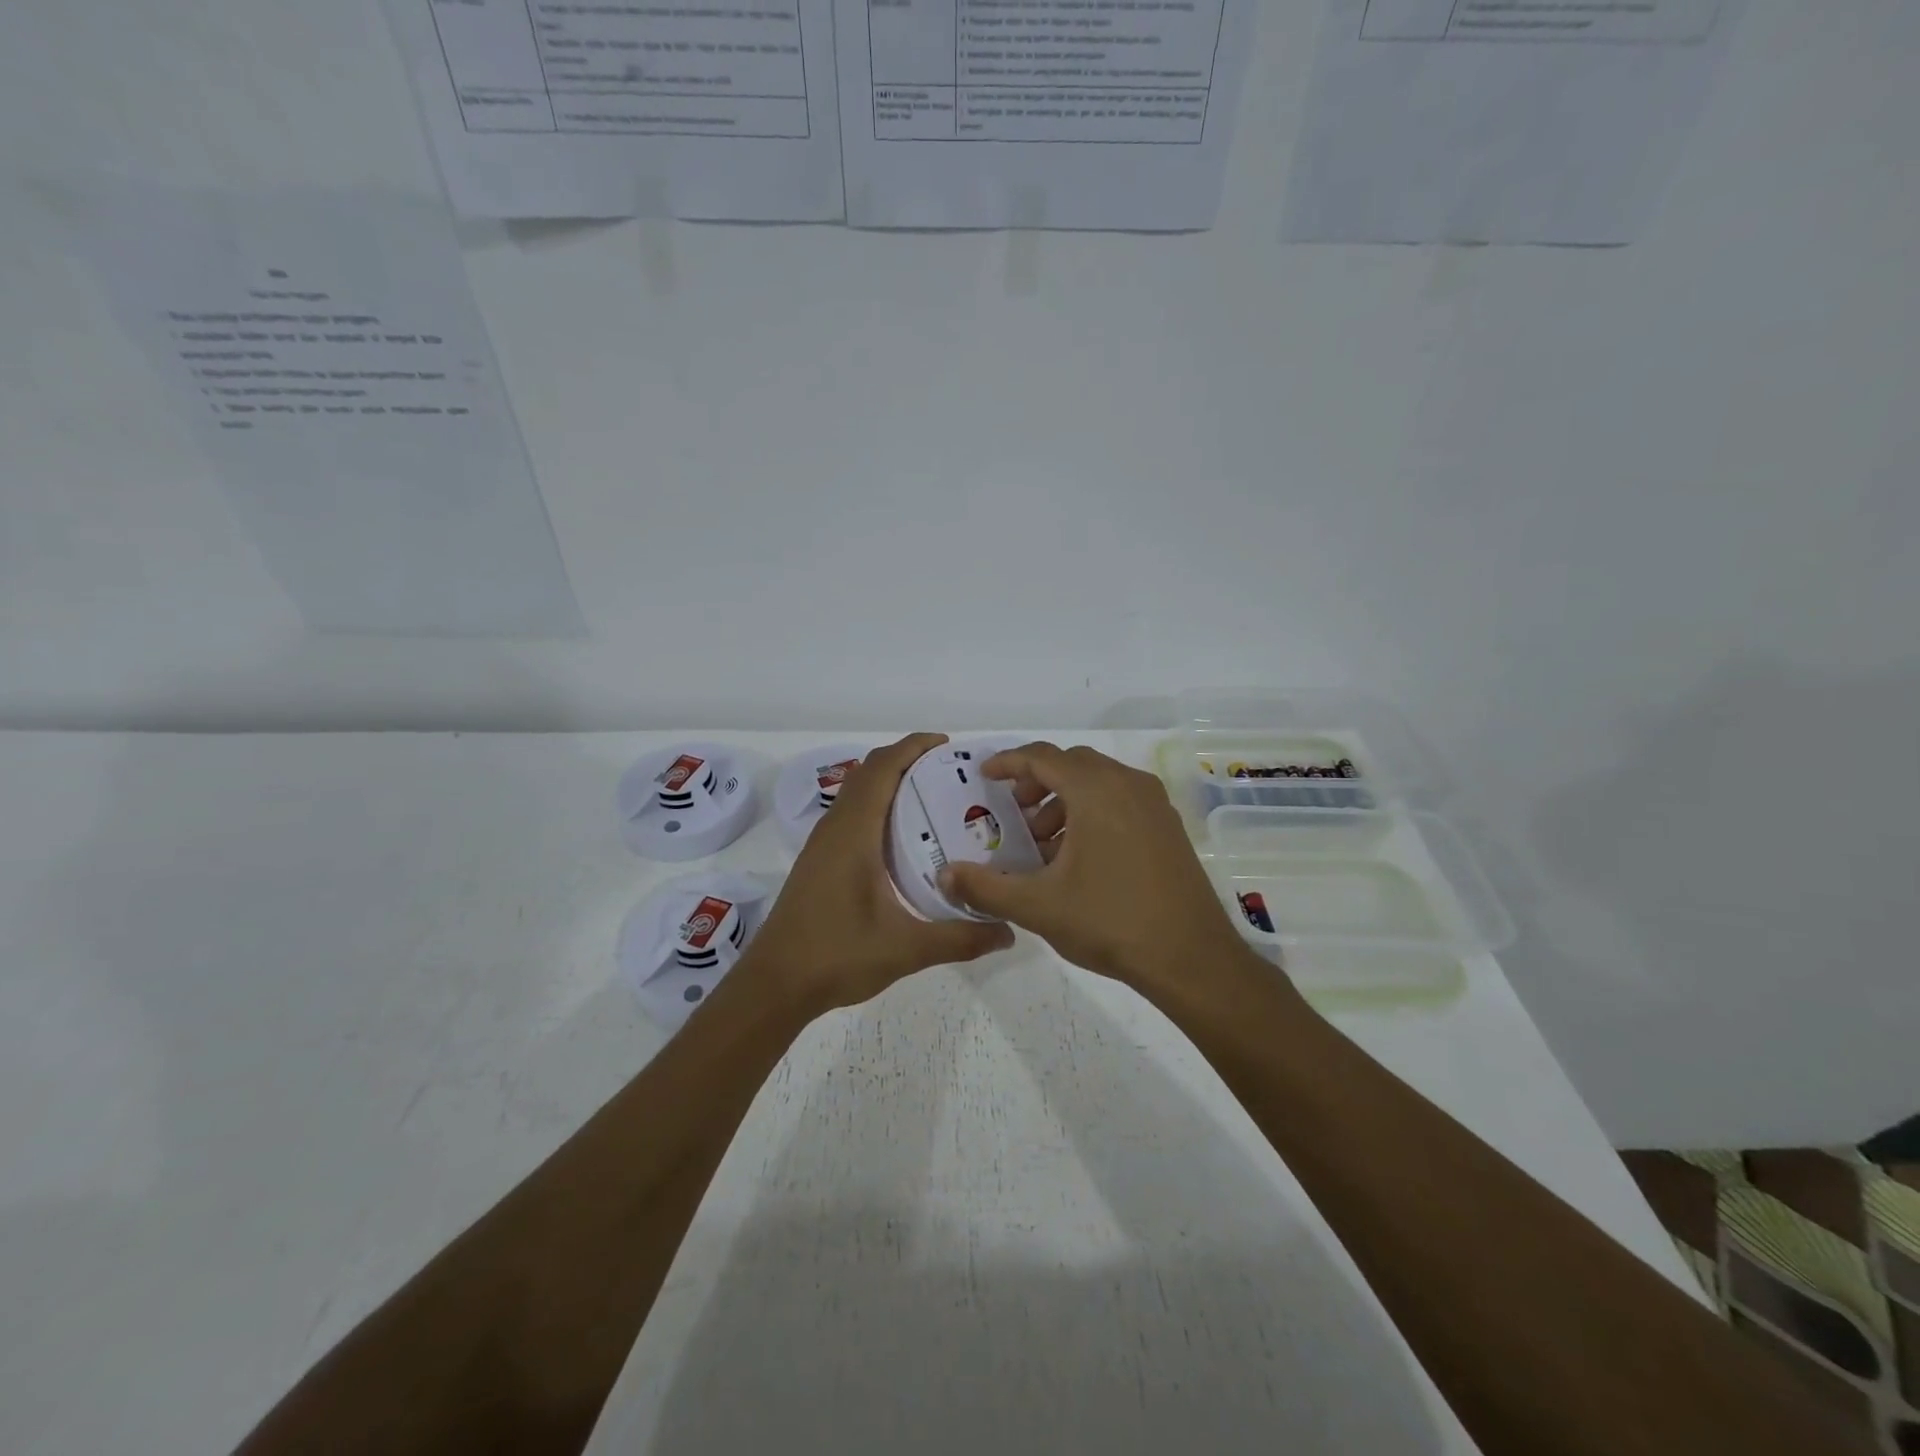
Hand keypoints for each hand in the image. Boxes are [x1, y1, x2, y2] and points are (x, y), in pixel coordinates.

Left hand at [740, 733, 1013, 1014]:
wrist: (775, 984)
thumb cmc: (836, 956)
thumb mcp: (907, 949)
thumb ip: (960, 938)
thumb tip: (1008, 932)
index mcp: (854, 833)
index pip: (882, 769)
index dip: (913, 747)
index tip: (948, 745)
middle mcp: (835, 828)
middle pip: (869, 772)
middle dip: (907, 761)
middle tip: (950, 772)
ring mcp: (823, 844)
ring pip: (857, 793)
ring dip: (890, 782)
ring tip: (933, 797)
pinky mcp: (819, 861)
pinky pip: (851, 815)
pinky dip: (877, 806)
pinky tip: (903, 838)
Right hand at [937, 742, 1252, 992]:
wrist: (1190, 958)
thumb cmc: (1109, 921)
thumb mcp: (1037, 906)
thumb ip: (985, 886)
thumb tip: (945, 875)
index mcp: (1095, 791)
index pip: (1043, 757)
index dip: (1008, 762)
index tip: (984, 776)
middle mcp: (1128, 784)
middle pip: (1072, 764)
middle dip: (1037, 782)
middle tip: (1014, 813)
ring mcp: (1154, 805)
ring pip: (1098, 782)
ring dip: (1065, 800)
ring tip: (1044, 844)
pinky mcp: (1168, 827)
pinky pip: (1121, 800)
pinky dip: (1092, 812)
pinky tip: (1080, 857)